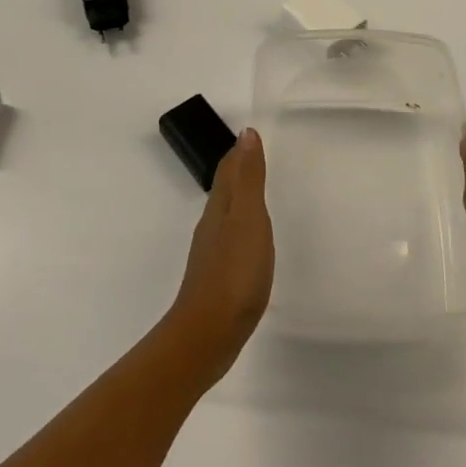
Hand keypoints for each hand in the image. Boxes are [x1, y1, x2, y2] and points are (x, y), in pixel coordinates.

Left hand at [164, 129, 273, 381]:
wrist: (209, 332)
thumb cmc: (234, 272)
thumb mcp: (249, 219)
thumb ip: (249, 178)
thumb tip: (245, 134)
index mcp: (220, 208)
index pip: (228, 171)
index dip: (238, 152)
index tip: (250, 136)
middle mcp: (212, 225)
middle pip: (225, 190)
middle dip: (239, 171)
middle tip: (256, 157)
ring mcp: (212, 253)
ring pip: (227, 215)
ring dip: (240, 199)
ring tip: (256, 192)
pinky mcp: (218, 277)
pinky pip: (231, 240)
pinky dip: (241, 228)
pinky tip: (249, 241)